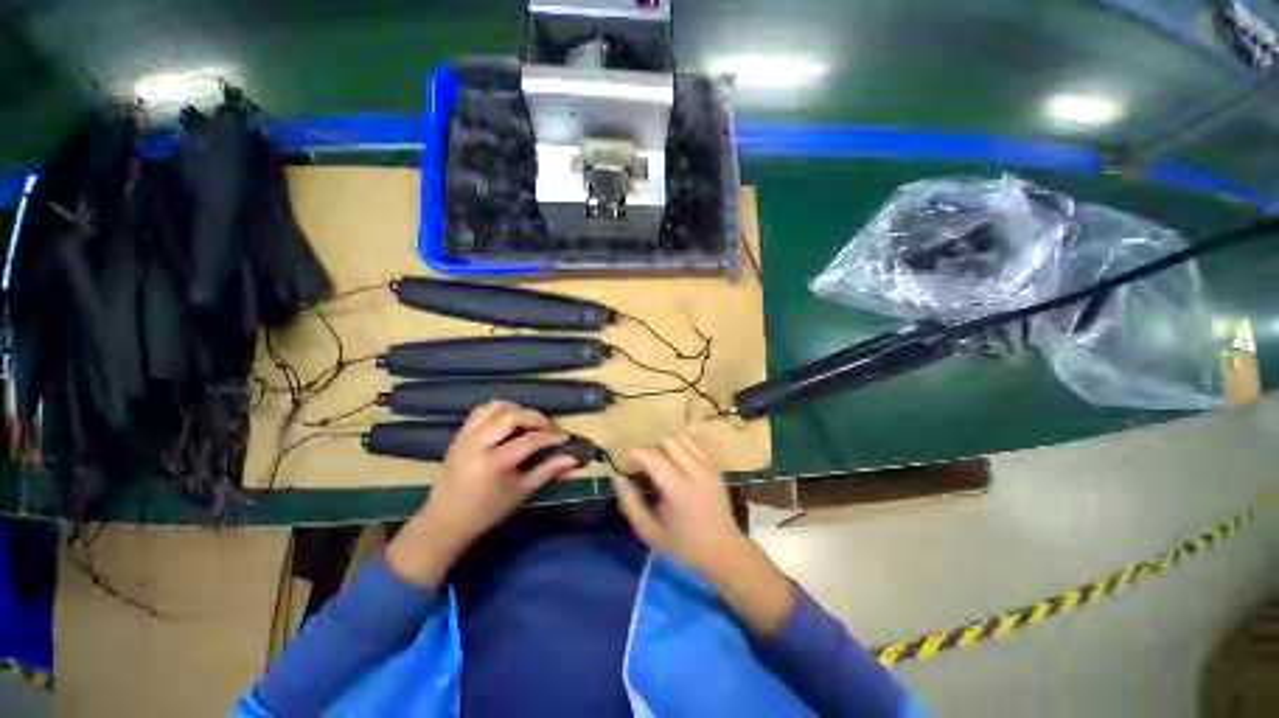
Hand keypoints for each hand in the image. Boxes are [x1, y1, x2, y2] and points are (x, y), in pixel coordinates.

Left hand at [385, 401, 578, 588]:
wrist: (445, 522)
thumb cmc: (487, 512)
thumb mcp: (521, 493)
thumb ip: (548, 471)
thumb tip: (573, 459)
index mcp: (494, 463)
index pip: (529, 440)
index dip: (551, 437)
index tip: (565, 438)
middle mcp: (478, 444)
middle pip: (512, 416)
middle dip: (535, 418)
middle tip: (548, 429)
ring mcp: (466, 437)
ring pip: (495, 407)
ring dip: (516, 411)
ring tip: (528, 424)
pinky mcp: (459, 435)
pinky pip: (480, 411)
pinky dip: (498, 411)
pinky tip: (509, 423)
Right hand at [611, 434, 743, 575]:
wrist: (723, 551)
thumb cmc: (683, 545)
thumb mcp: (649, 532)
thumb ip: (631, 503)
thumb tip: (618, 478)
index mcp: (678, 490)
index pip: (653, 458)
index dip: (637, 455)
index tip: (629, 464)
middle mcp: (695, 472)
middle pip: (668, 442)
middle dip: (652, 451)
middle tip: (646, 469)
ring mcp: (708, 467)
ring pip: (682, 440)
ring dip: (667, 448)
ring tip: (662, 466)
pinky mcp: (715, 467)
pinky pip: (695, 445)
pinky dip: (682, 449)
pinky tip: (678, 465)